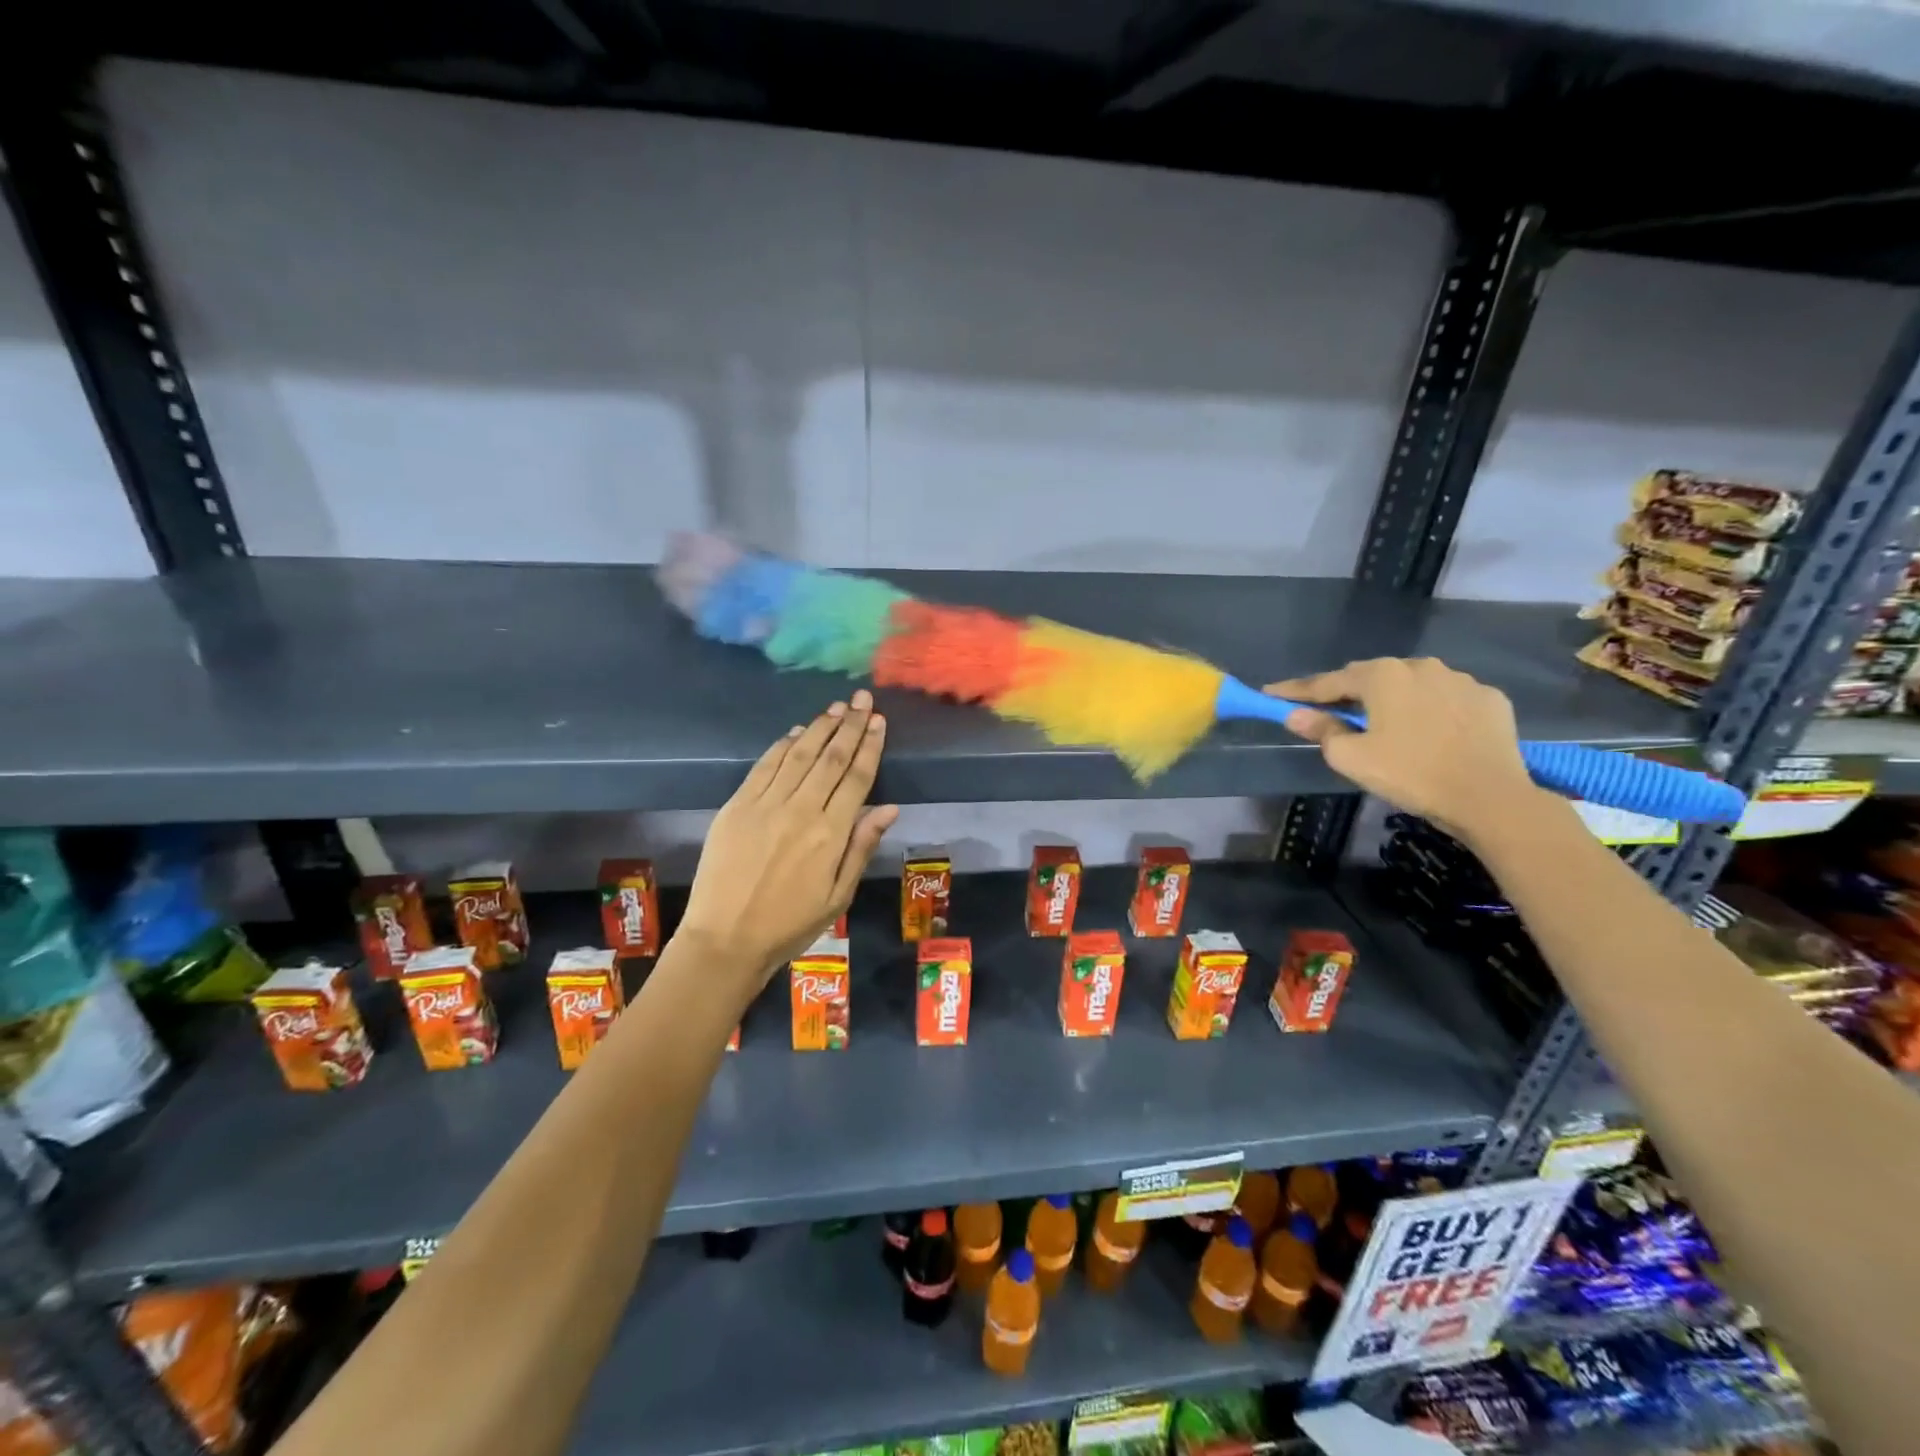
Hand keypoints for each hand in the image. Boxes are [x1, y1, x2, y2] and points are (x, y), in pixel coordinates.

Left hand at [678, 689, 899, 981]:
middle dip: (850, 725)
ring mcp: (764, 805)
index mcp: (830, 834)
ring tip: (836, 708)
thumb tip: (888, 807)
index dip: (870, 746)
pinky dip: (782, 746)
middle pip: (831, 758)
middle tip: (863, 699)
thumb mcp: (838, 895)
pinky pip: (764, 766)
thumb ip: (861, 847)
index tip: (879, 721)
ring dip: (820, 728)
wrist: (725, 939)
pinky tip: (797, 732)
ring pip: (799, 755)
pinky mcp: (736, 806)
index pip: (856, 778)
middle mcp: (800, 810)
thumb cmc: (789, 925)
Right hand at [1265, 657, 1541, 841]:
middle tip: (1328, 710)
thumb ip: (1322, 730)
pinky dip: (1430, 709)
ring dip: (1392, 698)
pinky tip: (1429, 730)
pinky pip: (1446, 698)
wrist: (1491, 798)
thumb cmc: (1411, 774)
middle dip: (1346, 692)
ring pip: (1412, 684)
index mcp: (1382, 676)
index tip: (1271, 694)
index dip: (1296, 691)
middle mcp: (1420, 666)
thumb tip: (1296, 715)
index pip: (1327, 682)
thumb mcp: (1352, 758)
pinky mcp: (1489, 699)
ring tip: (1384, 722)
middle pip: (1371, 677)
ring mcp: (1460, 680)